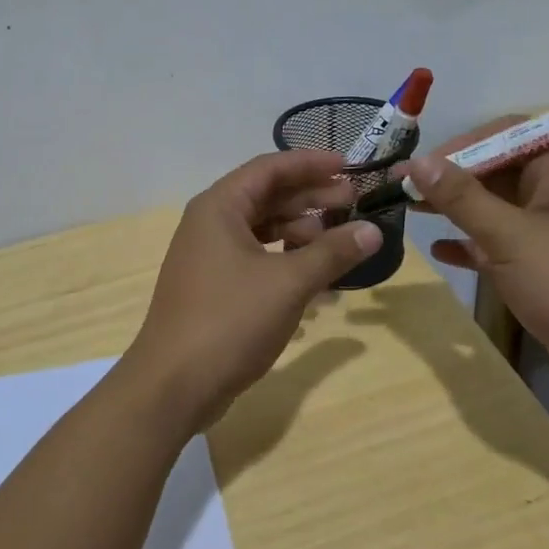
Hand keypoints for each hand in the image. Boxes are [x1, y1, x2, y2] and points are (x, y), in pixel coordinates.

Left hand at [125, 150, 381, 429]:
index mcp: (220, 207)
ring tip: (341, 243)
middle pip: (267, 197)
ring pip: (263, 230)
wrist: (174, 384)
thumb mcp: (289, 283)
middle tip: (354, 204)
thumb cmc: (230, 321)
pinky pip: (257, 259)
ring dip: (302, 233)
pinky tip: (317, 279)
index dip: (311, 164)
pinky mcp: (215, 287)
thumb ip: (332, 252)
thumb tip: (374, 230)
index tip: (349, 167)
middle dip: (311, 199)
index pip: (270, 168)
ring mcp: (210, 257)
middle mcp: (211, 224)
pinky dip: (287, 262)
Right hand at [404, 124, 548, 407]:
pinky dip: (471, 244)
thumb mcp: (509, 236)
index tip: (420, 165)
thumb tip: (418, 161)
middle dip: (450, 178)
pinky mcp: (544, 267)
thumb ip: (461, 197)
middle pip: (495, 170)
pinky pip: (500, 244)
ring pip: (495, 208)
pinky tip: (440, 251)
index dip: (460, 145)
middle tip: (403, 188)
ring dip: (455, 209)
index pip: (503, 135)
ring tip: (410, 211)